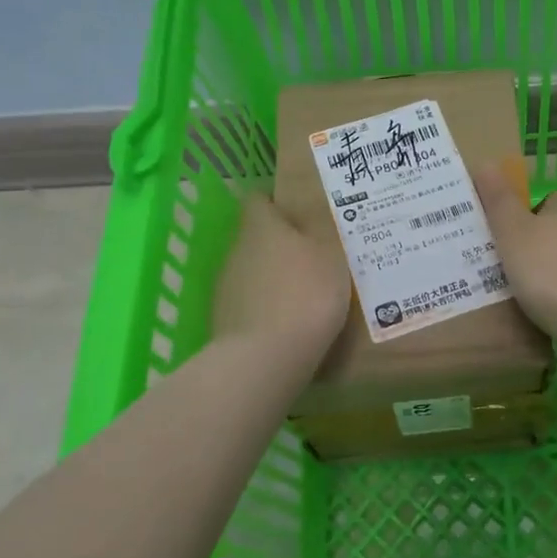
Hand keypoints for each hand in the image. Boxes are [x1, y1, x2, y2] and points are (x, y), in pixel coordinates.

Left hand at [212, 193, 350, 350]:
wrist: (266, 359)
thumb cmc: (306, 294)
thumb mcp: (331, 254)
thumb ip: (322, 230)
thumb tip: (310, 213)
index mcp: (261, 227)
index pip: (258, 199)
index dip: (277, 202)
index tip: (302, 213)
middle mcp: (237, 250)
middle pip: (257, 237)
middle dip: (282, 244)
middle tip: (315, 255)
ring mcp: (226, 287)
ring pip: (253, 271)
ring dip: (274, 277)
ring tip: (306, 294)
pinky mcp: (224, 320)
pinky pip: (250, 303)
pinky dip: (267, 308)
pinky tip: (290, 323)